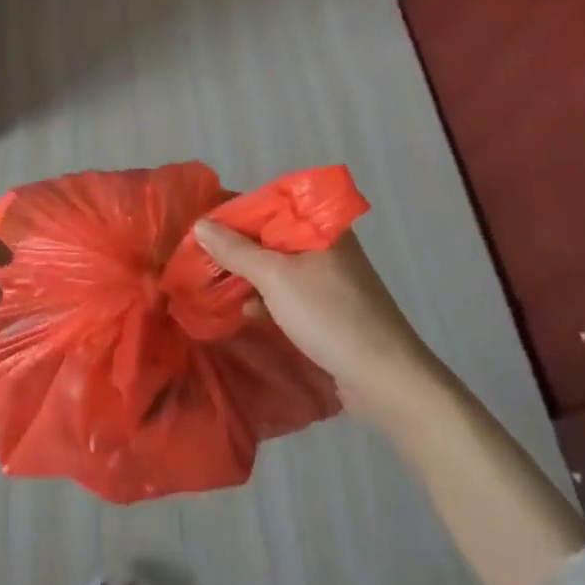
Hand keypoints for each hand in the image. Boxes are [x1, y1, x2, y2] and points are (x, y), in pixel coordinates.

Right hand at [194, 221, 434, 411]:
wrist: (386, 380)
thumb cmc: (329, 315)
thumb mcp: (275, 277)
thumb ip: (235, 249)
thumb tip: (200, 224)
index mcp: (320, 225)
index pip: (268, 204)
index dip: (232, 212)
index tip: (199, 226)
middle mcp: (326, 245)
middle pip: (270, 235)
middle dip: (234, 247)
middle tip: (198, 257)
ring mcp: (329, 278)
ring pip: (277, 265)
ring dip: (247, 274)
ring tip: (211, 283)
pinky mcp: (328, 308)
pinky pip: (287, 291)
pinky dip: (265, 297)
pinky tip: (243, 310)